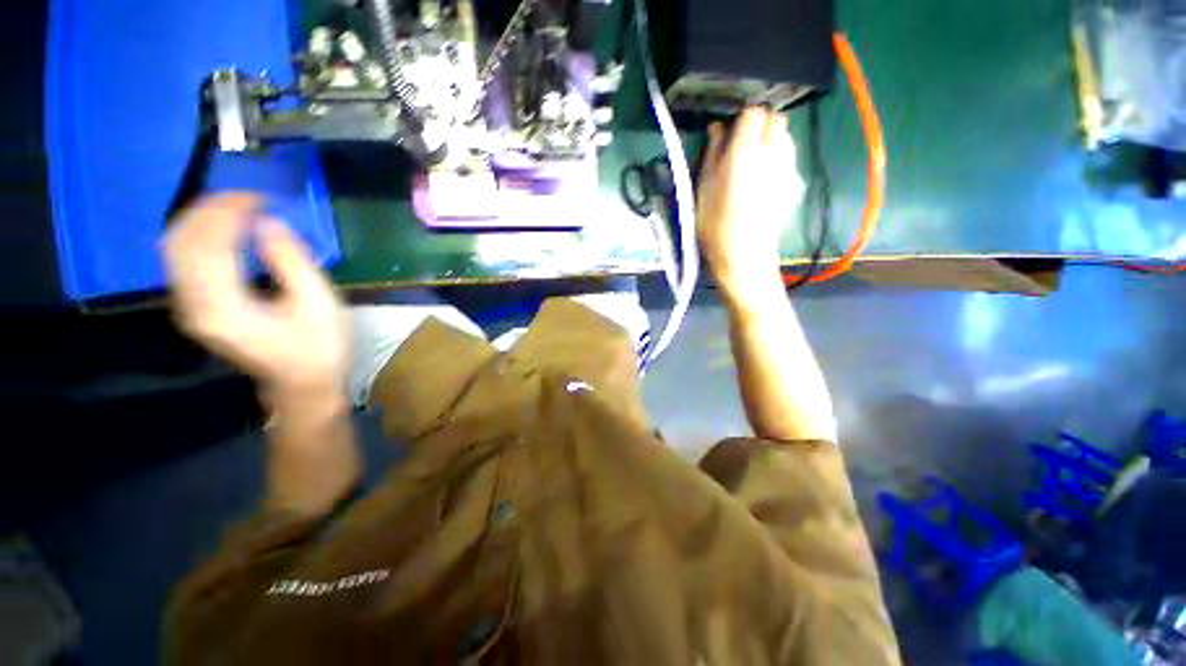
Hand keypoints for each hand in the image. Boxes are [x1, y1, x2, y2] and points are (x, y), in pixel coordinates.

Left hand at [163, 193, 348, 402]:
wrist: (303, 386)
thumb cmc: (319, 348)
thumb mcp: (319, 304)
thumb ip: (291, 262)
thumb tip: (267, 224)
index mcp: (223, 307)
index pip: (207, 245)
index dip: (228, 214)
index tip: (259, 198)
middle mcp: (194, 306)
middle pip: (181, 243)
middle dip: (209, 211)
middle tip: (247, 197)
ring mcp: (190, 309)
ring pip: (176, 250)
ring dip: (202, 220)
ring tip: (237, 207)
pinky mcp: (196, 309)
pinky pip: (184, 262)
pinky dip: (201, 237)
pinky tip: (225, 230)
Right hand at [697, 107, 804, 297]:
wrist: (744, 255)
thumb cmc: (716, 225)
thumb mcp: (703, 190)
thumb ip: (712, 154)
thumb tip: (717, 127)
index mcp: (745, 152)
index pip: (753, 112)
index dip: (742, 117)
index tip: (731, 130)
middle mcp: (772, 152)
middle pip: (775, 119)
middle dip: (761, 125)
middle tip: (743, 145)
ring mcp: (788, 167)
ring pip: (785, 138)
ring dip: (771, 141)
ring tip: (754, 163)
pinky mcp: (795, 183)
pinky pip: (789, 159)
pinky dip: (779, 159)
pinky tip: (765, 180)